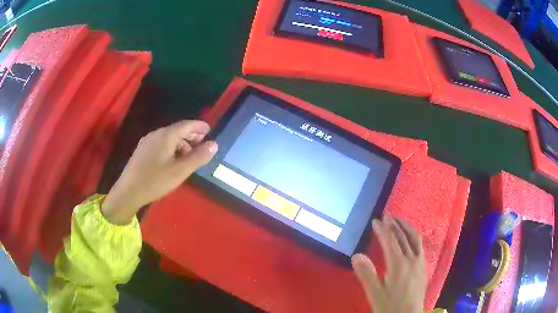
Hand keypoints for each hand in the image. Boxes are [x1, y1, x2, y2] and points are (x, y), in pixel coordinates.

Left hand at [102, 120, 217, 224]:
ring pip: (168, 136)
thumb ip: (198, 157)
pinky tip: (172, 158)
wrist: (128, 192)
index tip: (209, 130)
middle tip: (202, 142)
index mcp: (166, 136)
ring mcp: (147, 142)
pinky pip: (161, 143)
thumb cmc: (155, 181)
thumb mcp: (180, 171)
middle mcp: (156, 134)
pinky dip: (171, 146)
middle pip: (177, 129)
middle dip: (191, 134)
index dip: (199, 126)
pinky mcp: (142, 150)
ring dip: (181, 142)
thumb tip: (214, 144)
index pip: (186, 125)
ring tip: (188, 155)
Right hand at [352, 217, 426, 312]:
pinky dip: (414, 237)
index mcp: (399, 265)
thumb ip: (366, 274)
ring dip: (407, 228)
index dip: (383, 230)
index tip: (376, 220)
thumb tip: (357, 255)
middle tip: (387, 216)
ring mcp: (420, 263)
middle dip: (394, 225)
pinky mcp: (424, 267)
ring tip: (399, 221)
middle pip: (403, 237)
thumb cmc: (390, 306)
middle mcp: (412, 259)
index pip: (390, 241)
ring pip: (415, 239)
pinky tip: (410, 240)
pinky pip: (420, 246)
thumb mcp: (375, 294)